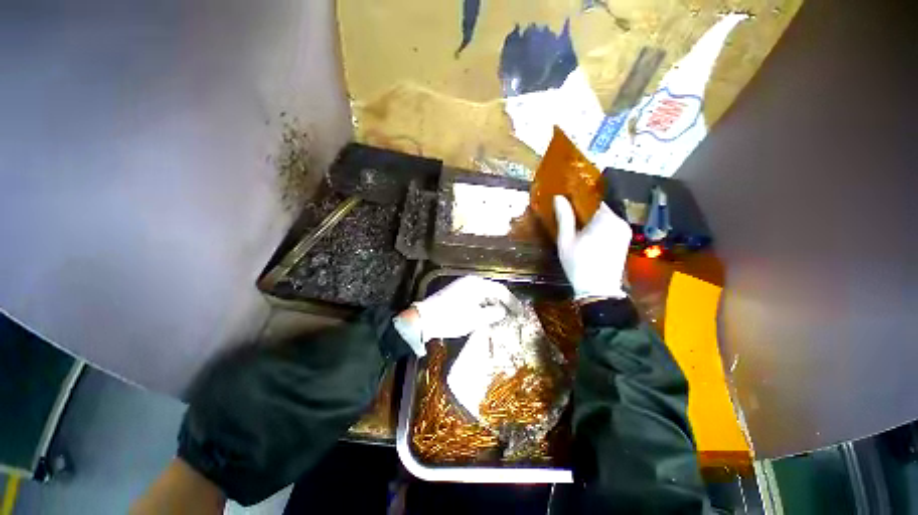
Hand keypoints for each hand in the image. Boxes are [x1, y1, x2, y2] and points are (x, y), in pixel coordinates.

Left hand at [394, 276, 512, 355]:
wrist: (425, 319)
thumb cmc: (452, 317)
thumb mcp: (475, 318)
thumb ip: (493, 313)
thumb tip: (503, 310)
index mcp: (477, 284)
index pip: (500, 290)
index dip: (512, 301)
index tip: (520, 313)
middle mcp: (471, 282)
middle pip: (492, 291)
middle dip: (503, 304)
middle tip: (512, 316)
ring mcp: (463, 287)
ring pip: (484, 295)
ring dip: (493, 306)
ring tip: (501, 318)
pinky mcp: (457, 295)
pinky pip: (475, 299)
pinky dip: (483, 307)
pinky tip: (486, 317)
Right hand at [553, 195, 631, 299]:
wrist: (598, 289)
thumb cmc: (578, 264)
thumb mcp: (566, 241)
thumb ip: (565, 217)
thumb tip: (559, 197)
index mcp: (605, 219)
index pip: (593, 198)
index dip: (580, 198)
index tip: (568, 200)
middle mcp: (619, 221)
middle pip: (600, 207)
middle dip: (586, 209)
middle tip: (570, 214)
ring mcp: (624, 230)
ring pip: (606, 216)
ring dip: (592, 218)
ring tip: (577, 224)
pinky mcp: (625, 239)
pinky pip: (611, 225)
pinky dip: (600, 226)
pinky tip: (588, 234)